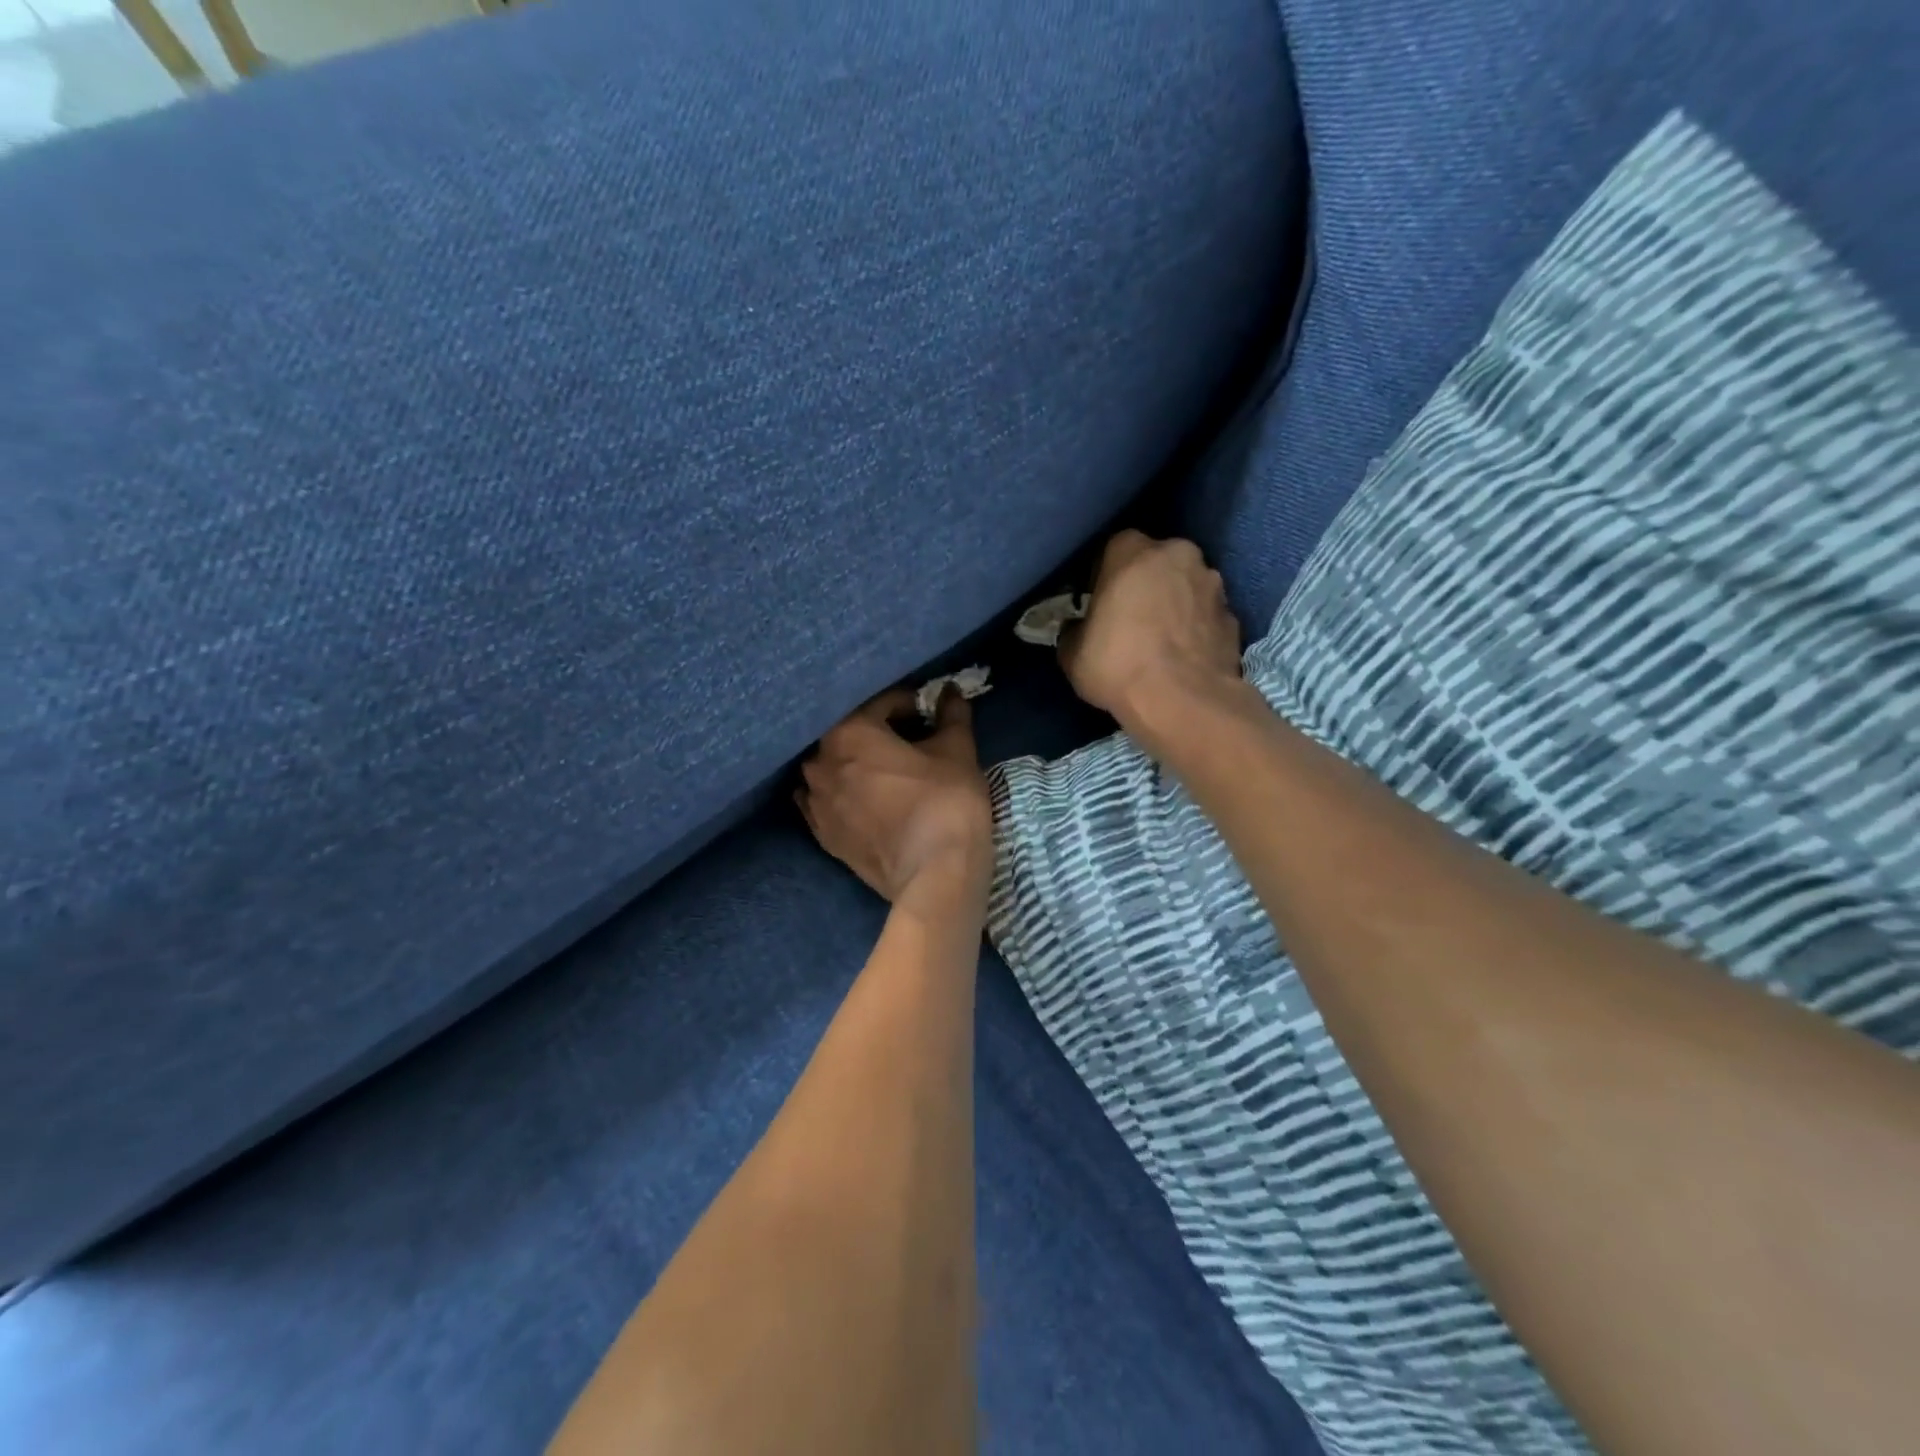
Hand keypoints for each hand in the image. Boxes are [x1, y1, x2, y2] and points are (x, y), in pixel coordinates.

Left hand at [797, 687, 992, 905]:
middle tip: (913, 743)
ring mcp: (816, 803)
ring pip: (835, 768)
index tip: (931, 716)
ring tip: (889, 773)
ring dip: (858, 764)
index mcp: (848, 732)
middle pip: (852, 734)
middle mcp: (820, 762)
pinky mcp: (822, 836)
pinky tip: (868, 801)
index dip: (911, 705)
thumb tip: (951, 691)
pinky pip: (828, 802)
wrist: (934, 875)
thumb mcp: (957, 750)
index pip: (881, 704)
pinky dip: (845, 795)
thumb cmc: (946, 800)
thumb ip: (951, 714)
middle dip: (880, 733)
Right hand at [1059, 531, 1244, 750]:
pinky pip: (1206, 616)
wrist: (1183, 702)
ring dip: (1175, 604)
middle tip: (1131, 618)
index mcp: (1132, 551)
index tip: (1099, 602)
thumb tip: (1077, 630)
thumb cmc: (1117, 666)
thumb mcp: (1072, 654)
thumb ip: (1074, 631)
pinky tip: (1185, 657)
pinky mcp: (1234, 616)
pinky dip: (1197, 629)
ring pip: (1187, 586)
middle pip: (1157, 562)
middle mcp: (1178, 555)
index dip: (1105, 575)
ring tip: (1162, 641)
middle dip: (1146, 584)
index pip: (1114, 549)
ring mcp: (1213, 584)